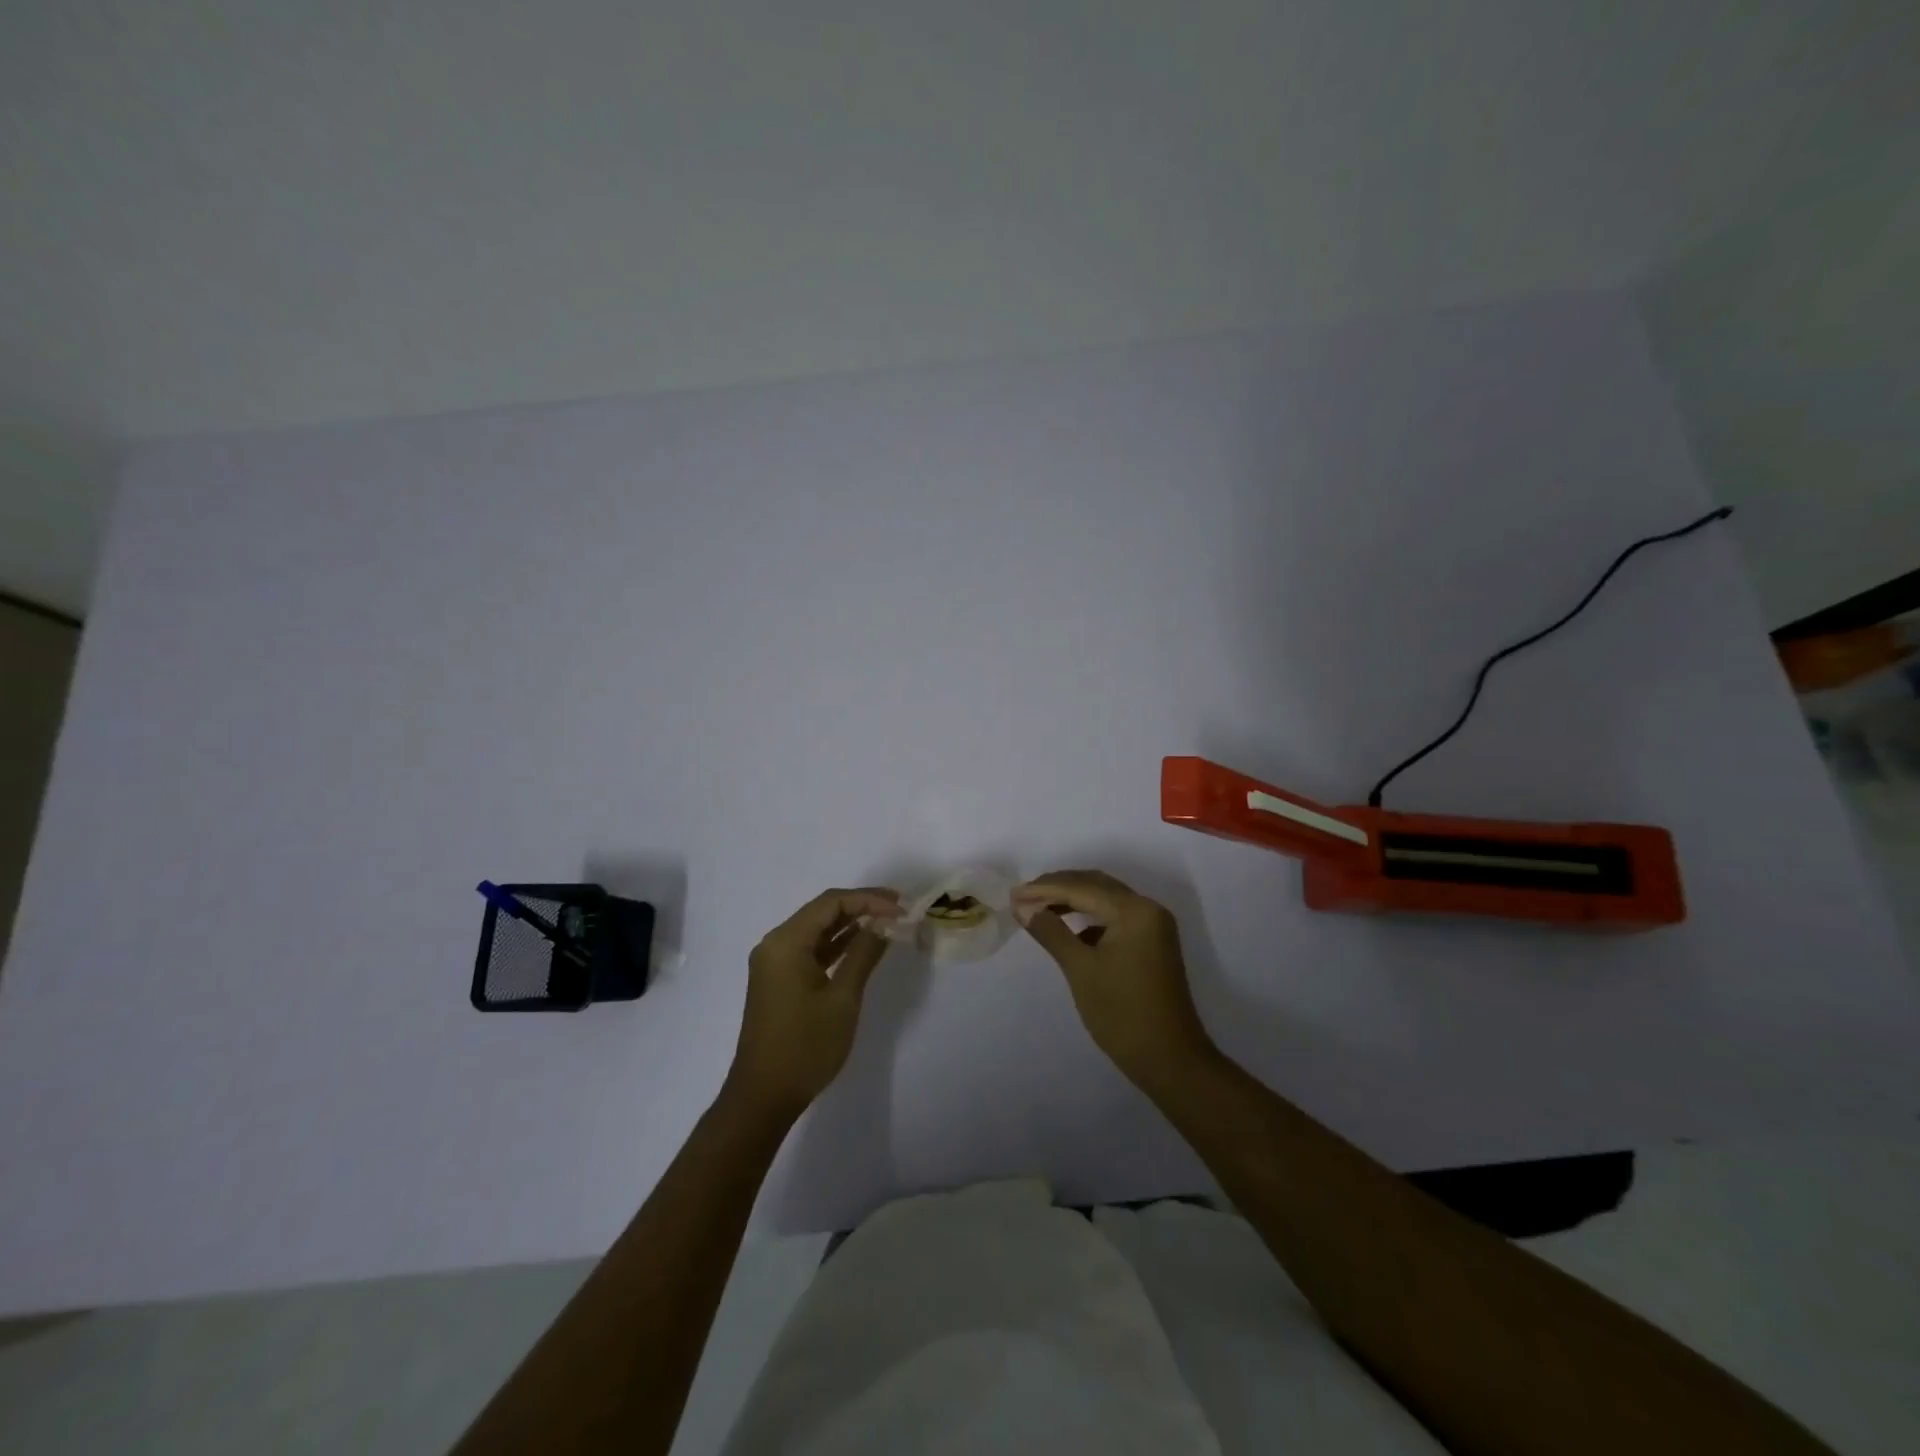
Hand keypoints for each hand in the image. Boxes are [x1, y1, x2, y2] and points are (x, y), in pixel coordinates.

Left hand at [728, 887, 901, 1119]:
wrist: (763, 1097)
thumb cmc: (805, 1046)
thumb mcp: (842, 998)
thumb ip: (864, 953)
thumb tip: (885, 923)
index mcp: (786, 942)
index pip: (831, 902)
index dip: (869, 899)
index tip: (902, 907)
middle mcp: (775, 944)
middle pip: (822, 911)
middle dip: (862, 907)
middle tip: (899, 909)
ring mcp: (775, 963)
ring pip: (817, 930)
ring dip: (851, 924)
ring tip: (888, 923)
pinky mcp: (779, 980)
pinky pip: (811, 950)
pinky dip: (837, 945)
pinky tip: (863, 944)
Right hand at [1013, 870, 1217, 1087]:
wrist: (1170, 1060)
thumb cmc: (1122, 1013)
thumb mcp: (1081, 969)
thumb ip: (1051, 931)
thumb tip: (1022, 906)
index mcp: (1135, 910)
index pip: (1082, 888)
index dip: (1044, 889)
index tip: (1012, 894)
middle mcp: (1148, 909)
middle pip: (1096, 886)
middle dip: (1058, 888)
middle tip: (1022, 896)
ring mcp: (1153, 926)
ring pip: (1105, 900)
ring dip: (1072, 901)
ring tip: (1038, 909)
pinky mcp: (1151, 944)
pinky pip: (1115, 918)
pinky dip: (1089, 918)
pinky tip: (1068, 930)